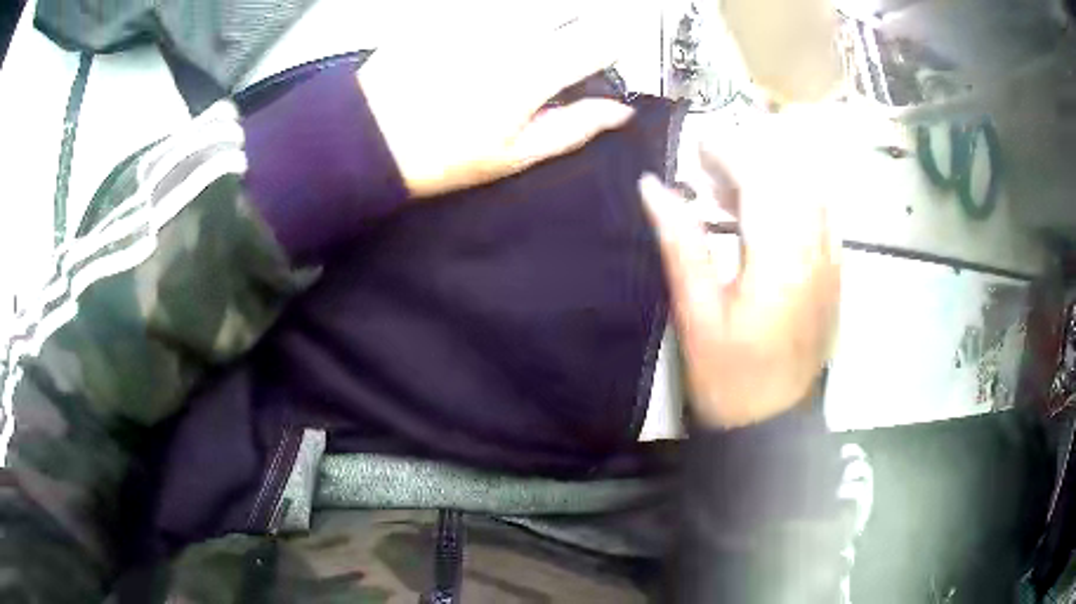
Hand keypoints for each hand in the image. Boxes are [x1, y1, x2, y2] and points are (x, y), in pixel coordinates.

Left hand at [359, 16, 634, 197]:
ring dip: (544, 16)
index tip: (607, 52)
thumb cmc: (438, 155)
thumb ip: (571, 128)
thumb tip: (617, 111)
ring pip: (531, 5)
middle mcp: (509, 33)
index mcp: (533, 73)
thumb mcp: (511, 157)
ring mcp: (475, 16)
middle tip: (566, 46)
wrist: (366, 136)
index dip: (615, 43)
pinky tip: (493, 35)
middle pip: (571, 8)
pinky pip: (489, 5)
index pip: (601, 39)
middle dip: (579, 23)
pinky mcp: (445, 11)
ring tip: (528, 43)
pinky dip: (505, 15)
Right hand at [639, 117, 840, 428]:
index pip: (762, 182)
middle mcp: (815, 253)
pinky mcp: (834, 277)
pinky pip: (822, 219)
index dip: (730, 154)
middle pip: (792, 180)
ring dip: (774, 177)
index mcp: (780, 261)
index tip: (698, 144)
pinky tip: (768, 214)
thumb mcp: (696, 313)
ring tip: (732, 187)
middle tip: (710, 165)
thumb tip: (654, 187)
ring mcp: (831, 265)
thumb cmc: (728, 376)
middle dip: (752, 158)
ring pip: (811, 195)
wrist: (771, 425)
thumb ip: (681, 243)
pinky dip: (794, 200)